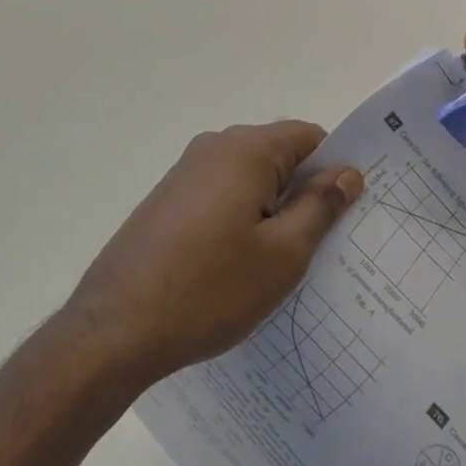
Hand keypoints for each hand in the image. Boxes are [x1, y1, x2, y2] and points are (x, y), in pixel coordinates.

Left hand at [63, 122, 362, 387]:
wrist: (115, 328)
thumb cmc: (210, 289)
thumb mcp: (283, 254)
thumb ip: (320, 206)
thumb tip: (347, 172)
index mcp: (246, 149)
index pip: (310, 137)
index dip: (335, 169)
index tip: (349, 211)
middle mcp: (214, 147)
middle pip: (279, 155)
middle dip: (305, 191)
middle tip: (325, 243)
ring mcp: (186, 172)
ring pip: (250, 178)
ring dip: (273, 209)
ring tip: (284, 261)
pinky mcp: (168, 199)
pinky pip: (222, 195)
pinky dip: (242, 218)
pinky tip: (241, 265)